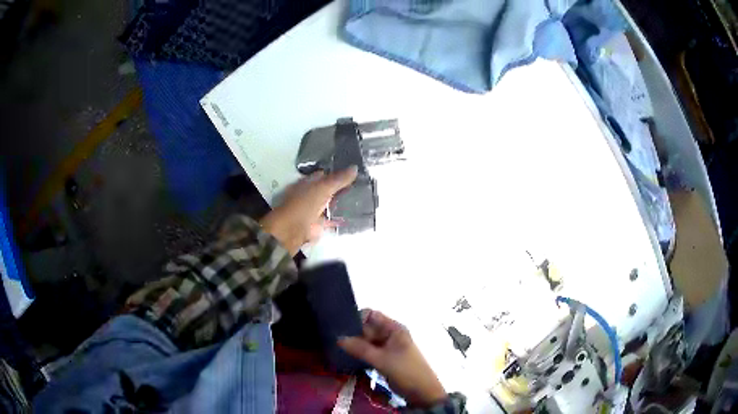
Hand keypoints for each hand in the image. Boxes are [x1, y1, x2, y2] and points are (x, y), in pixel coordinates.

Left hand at [259, 167, 357, 254]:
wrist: (294, 229)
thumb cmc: (305, 203)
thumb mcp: (324, 187)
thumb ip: (339, 179)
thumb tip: (355, 167)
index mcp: (309, 182)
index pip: (325, 174)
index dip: (337, 172)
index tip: (353, 171)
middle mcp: (311, 194)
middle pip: (328, 189)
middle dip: (341, 187)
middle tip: (360, 184)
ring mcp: (314, 209)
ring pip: (331, 203)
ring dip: (342, 202)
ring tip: (361, 198)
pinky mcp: (319, 223)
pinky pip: (332, 219)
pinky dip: (340, 218)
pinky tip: (353, 216)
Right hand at [338, 310, 446, 407]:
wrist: (422, 393)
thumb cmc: (406, 372)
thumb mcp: (382, 360)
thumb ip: (360, 348)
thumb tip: (338, 338)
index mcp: (394, 329)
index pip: (371, 315)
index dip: (356, 318)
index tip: (339, 327)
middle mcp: (390, 335)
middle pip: (367, 328)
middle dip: (352, 334)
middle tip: (333, 340)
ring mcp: (388, 348)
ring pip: (366, 341)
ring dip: (354, 345)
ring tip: (335, 349)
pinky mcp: (384, 359)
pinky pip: (368, 352)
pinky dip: (359, 354)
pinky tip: (345, 358)